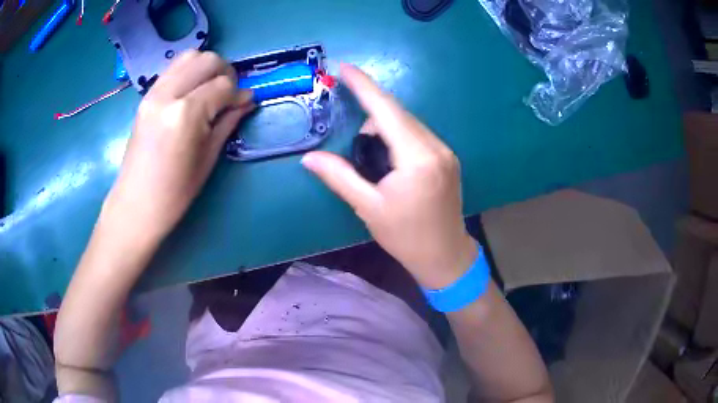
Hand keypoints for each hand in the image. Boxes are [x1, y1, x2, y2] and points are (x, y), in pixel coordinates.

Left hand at [103, 50, 252, 243]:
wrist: (136, 203)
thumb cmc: (175, 192)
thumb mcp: (208, 157)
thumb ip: (228, 121)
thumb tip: (247, 100)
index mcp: (186, 114)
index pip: (222, 86)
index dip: (239, 93)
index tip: (245, 103)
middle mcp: (169, 94)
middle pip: (207, 60)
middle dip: (225, 72)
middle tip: (229, 93)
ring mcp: (154, 92)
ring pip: (189, 57)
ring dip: (206, 67)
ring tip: (211, 89)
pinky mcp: (146, 96)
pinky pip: (173, 69)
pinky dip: (189, 72)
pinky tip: (193, 92)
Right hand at [302, 64, 476, 289]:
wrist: (446, 256)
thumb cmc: (406, 236)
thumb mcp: (369, 208)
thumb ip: (339, 178)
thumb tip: (309, 158)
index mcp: (417, 158)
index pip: (386, 111)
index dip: (364, 86)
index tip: (345, 67)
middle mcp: (436, 147)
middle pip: (399, 113)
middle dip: (372, 110)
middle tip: (353, 129)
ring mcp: (446, 151)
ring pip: (409, 122)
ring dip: (385, 125)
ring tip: (370, 152)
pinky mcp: (448, 158)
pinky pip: (418, 133)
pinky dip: (399, 134)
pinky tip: (388, 155)